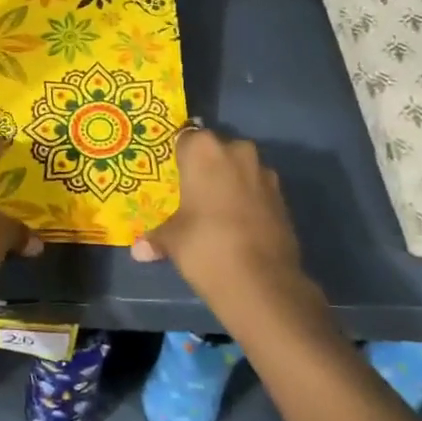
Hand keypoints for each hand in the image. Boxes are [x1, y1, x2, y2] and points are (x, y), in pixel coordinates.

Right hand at [133, 129, 311, 317]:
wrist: (262, 283)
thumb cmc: (205, 245)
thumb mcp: (172, 240)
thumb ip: (156, 237)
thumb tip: (139, 250)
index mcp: (204, 150)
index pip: (185, 137)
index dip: (177, 155)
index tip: (169, 173)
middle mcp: (237, 151)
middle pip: (215, 150)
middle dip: (205, 167)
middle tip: (189, 192)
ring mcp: (264, 173)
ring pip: (239, 169)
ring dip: (229, 183)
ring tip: (213, 210)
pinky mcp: (283, 197)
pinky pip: (256, 189)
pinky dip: (247, 200)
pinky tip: (236, 224)